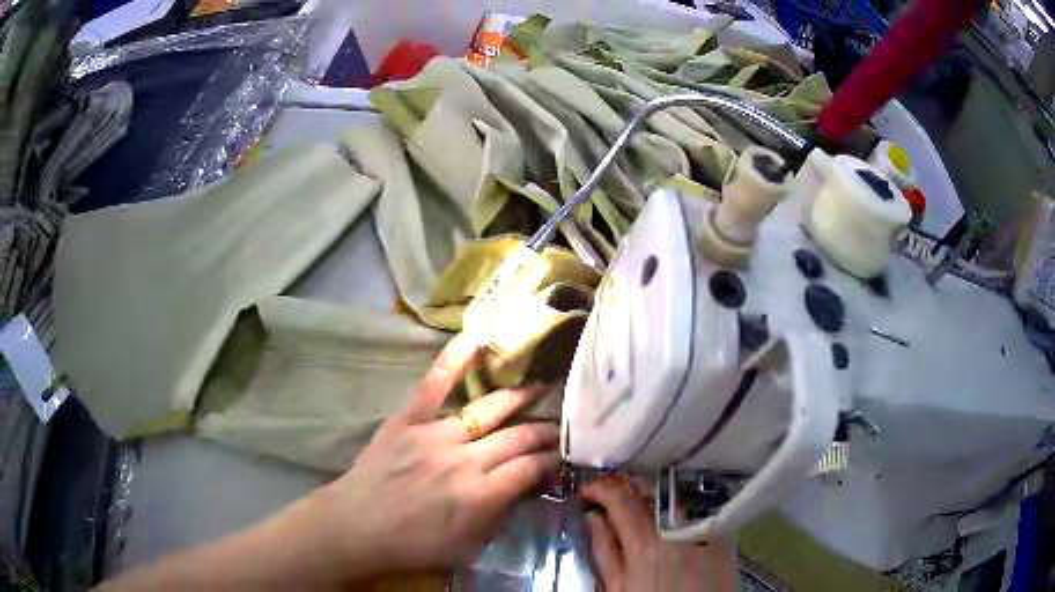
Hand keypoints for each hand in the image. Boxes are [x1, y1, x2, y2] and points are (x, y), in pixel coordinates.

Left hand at [310, 334, 559, 578]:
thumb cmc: (412, 544)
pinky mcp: (407, 420)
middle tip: (559, 425)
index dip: (552, 459)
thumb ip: (500, 516)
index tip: (561, 455)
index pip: (531, 467)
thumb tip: (527, 487)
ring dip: (519, 398)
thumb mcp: (466, 545)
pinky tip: (474, 339)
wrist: (356, 527)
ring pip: (488, 410)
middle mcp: (465, 460)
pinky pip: (433, 386)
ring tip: (540, 387)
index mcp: (481, 495)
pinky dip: (452, 361)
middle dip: (545, 430)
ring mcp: (435, 435)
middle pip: (518, 437)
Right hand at [581, 477, 737, 591]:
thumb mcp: (618, 586)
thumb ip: (605, 550)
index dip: (599, 488)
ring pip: (672, 497)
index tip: (587, 490)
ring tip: (636, 506)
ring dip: (650, 496)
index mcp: (645, 541)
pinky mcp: (721, 533)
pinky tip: (667, 519)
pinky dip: (676, 508)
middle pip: (649, 490)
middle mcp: (676, 526)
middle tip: (609, 494)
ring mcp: (702, 527)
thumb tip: (593, 518)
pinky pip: (694, 509)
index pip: (620, 498)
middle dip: (625, 486)